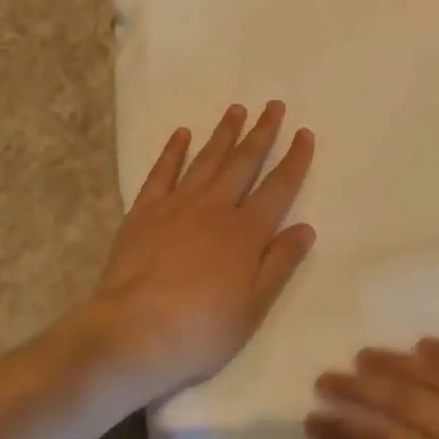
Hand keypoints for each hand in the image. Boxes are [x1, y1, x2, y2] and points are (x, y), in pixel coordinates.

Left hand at [88, 102, 315, 400]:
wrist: (133, 333)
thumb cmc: (201, 330)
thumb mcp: (253, 307)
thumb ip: (280, 264)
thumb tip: (305, 227)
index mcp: (246, 232)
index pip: (279, 187)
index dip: (294, 159)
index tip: (304, 133)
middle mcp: (215, 208)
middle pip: (243, 162)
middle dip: (261, 132)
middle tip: (273, 105)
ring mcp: (177, 206)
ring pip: (206, 160)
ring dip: (223, 133)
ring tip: (236, 109)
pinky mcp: (144, 212)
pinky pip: (162, 173)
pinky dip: (173, 151)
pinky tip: (181, 134)